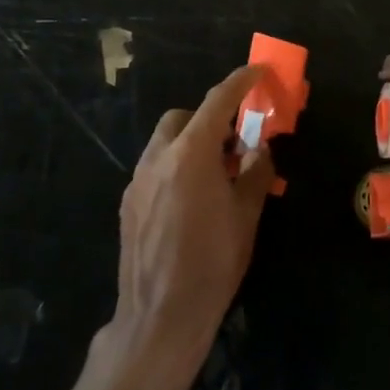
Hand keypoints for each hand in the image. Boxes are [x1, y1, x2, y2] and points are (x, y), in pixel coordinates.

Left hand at [112, 65, 275, 378]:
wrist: (160, 318)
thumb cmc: (213, 262)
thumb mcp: (246, 214)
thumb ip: (256, 171)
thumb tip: (261, 149)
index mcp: (190, 153)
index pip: (218, 101)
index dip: (240, 81)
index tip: (258, 71)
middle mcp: (158, 158)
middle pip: (182, 118)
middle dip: (209, 119)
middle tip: (235, 144)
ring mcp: (137, 182)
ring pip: (164, 143)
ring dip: (191, 145)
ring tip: (216, 176)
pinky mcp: (128, 206)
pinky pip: (154, 170)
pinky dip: (175, 168)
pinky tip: (192, 202)